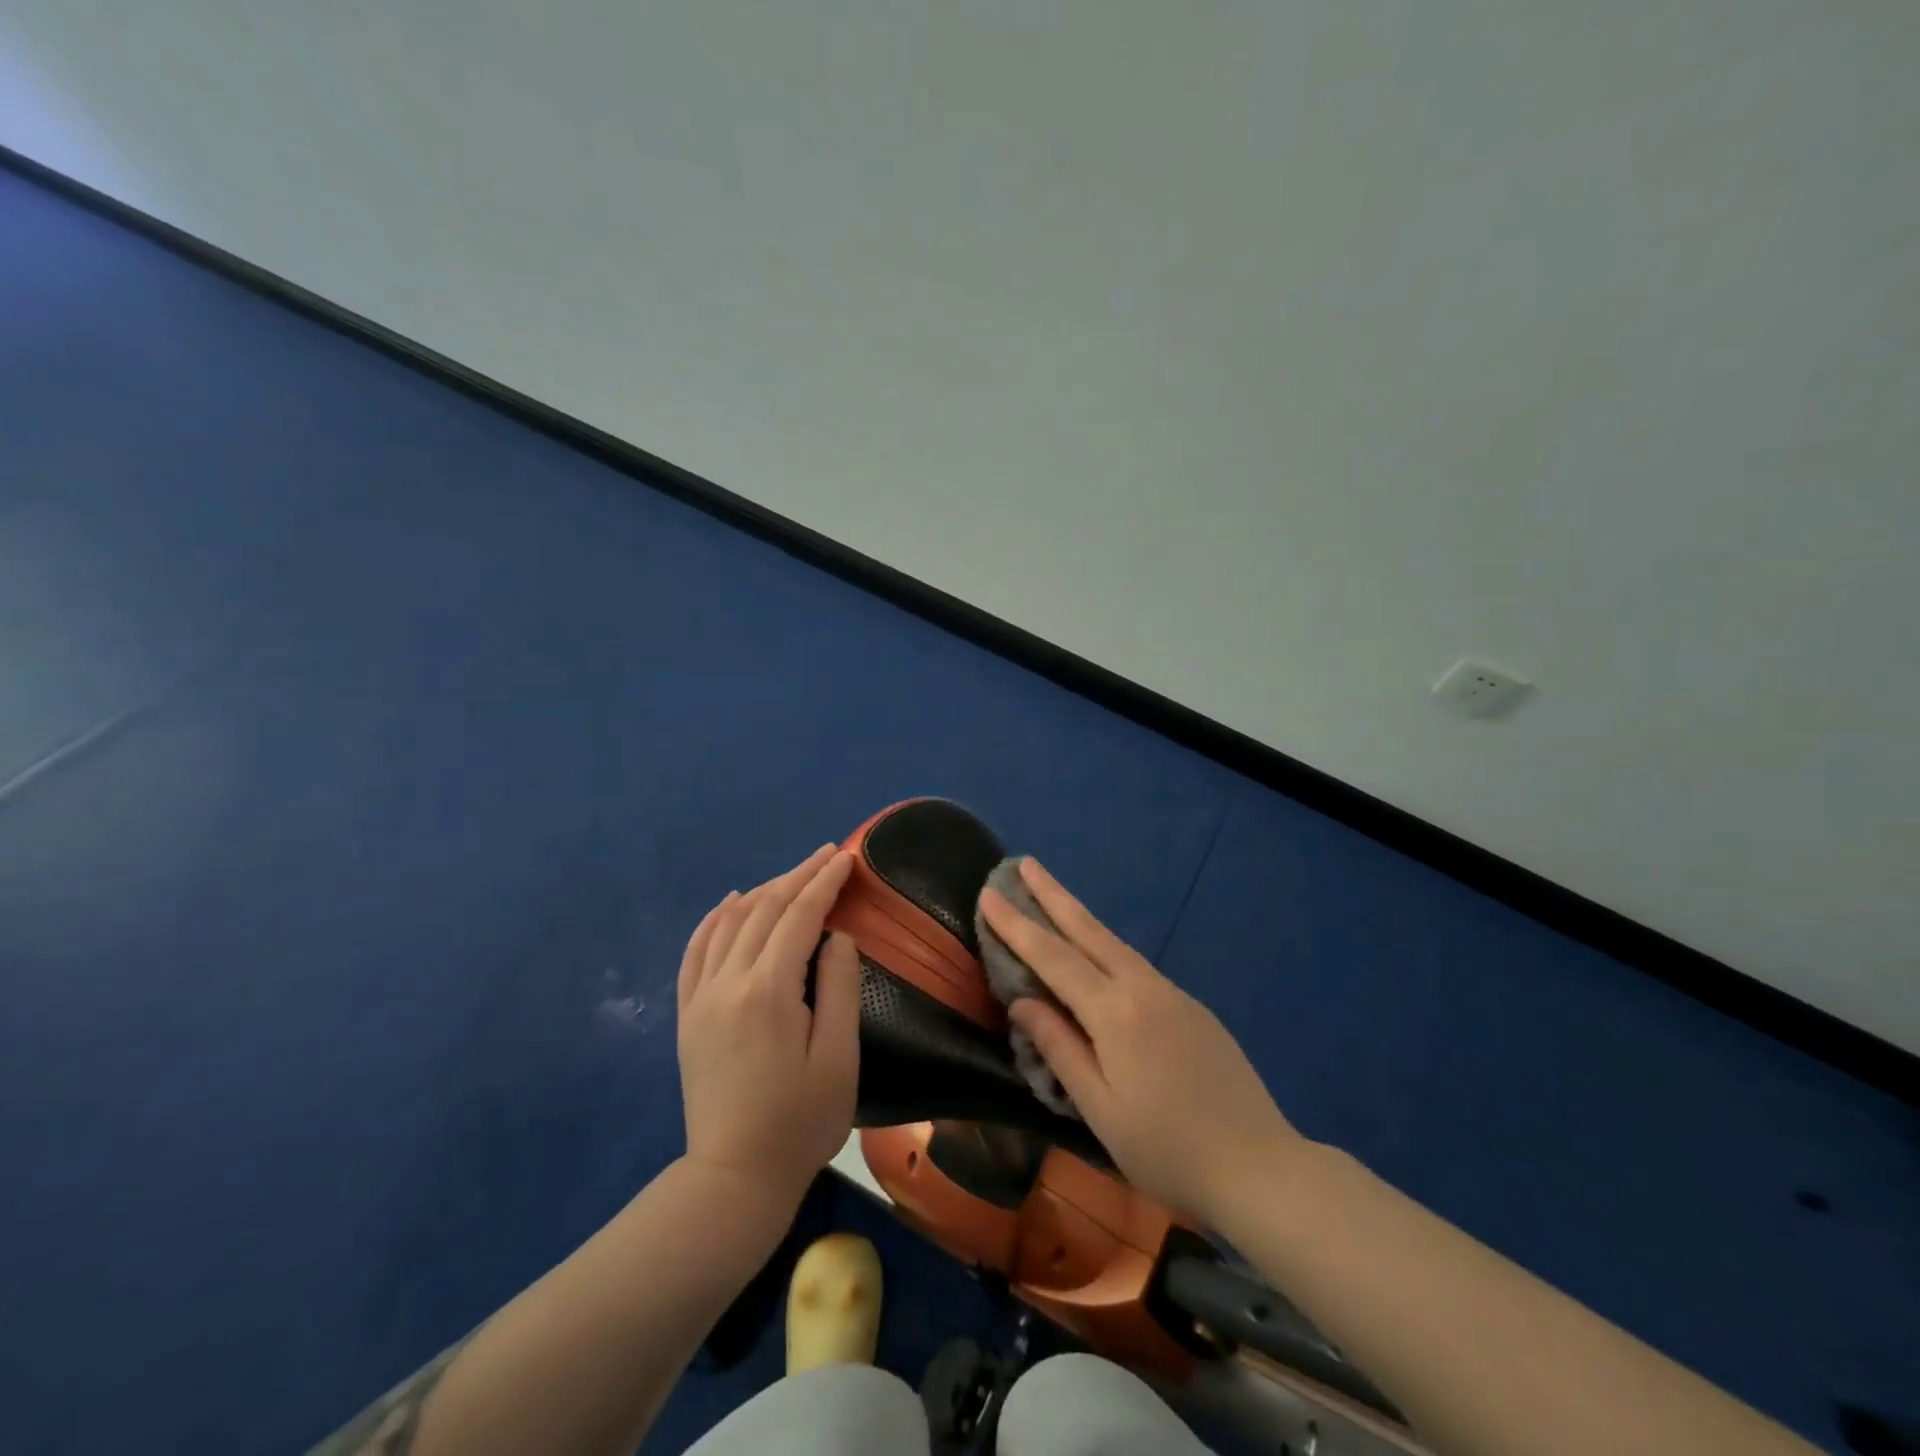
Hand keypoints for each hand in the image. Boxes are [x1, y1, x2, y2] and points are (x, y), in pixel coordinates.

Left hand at [677, 845, 860, 1209]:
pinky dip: (714, 919)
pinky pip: (696, 950)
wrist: (733, 1178)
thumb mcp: (839, 1057)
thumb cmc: (800, 1122)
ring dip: (763, 891)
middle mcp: (728, 981)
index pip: (799, 916)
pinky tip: (730, 903)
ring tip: (791, 876)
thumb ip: (841, 987)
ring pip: (730, 923)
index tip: (845, 857)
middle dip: (798, 877)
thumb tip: (836, 936)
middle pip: (764, 910)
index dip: (824, 883)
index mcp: (769, 990)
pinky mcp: (687, 1014)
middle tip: (826, 856)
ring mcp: (701, 997)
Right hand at [979, 858, 1304, 1227]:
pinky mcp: (1190, 1006)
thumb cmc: (1168, 1148)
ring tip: (1051, 895)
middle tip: (1024, 862)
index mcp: (1114, 1012)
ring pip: (1113, 942)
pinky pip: (1135, 963)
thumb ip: (1059, 1049)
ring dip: (1078, 915)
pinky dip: (1105, 944)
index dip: (1017, 926)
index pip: (1053, 957)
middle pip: (1087, 929)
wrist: (1260, 1165)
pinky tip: (1096, 952)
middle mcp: (1142, 987)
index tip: (989, 894)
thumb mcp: (1101, 1109)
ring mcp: (1171, 992)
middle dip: (1052, 894)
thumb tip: (1022, 1002)